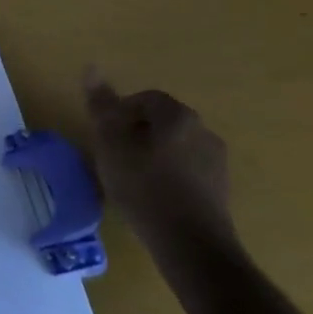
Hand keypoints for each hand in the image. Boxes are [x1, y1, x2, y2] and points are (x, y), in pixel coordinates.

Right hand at [83, 71, 237, 277]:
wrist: (192, 246)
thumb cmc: (145, 187)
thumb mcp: (111, 144)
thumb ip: (102, 107)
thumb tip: (91, 67)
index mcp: (178, 115)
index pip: (146, 99)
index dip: (121, 113)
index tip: (106, 137)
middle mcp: (203, 131)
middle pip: (162, 122)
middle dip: (137, 134)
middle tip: (115, 158)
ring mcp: (217, 163)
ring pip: (176, 148)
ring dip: (154, 157)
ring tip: (132, 181)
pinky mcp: (221, 192)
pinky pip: (188, 173)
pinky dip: (170, 179)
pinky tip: (154, 200)